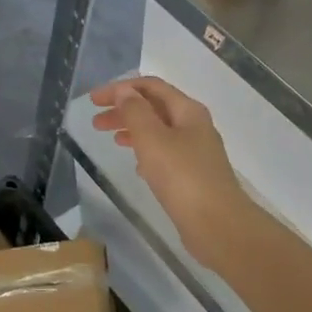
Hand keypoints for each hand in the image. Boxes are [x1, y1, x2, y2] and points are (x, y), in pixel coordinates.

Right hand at [90, 77, 250, 253]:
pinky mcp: (193, 176)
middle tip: (96, 122)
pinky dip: (146, 152)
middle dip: (124, 109)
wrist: (218, 225)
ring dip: (133, 130)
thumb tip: (125, 91)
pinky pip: (165, 154)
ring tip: (111, 139)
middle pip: (154, 108)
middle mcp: (194, 126)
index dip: (120, 88)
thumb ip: (135, 111)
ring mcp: (196, 152)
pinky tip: (136, 166)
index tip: (93, 100)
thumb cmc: (182, 176)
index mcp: (187, 111)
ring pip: (158, 131)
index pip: (151, 86)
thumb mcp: (152, 138)